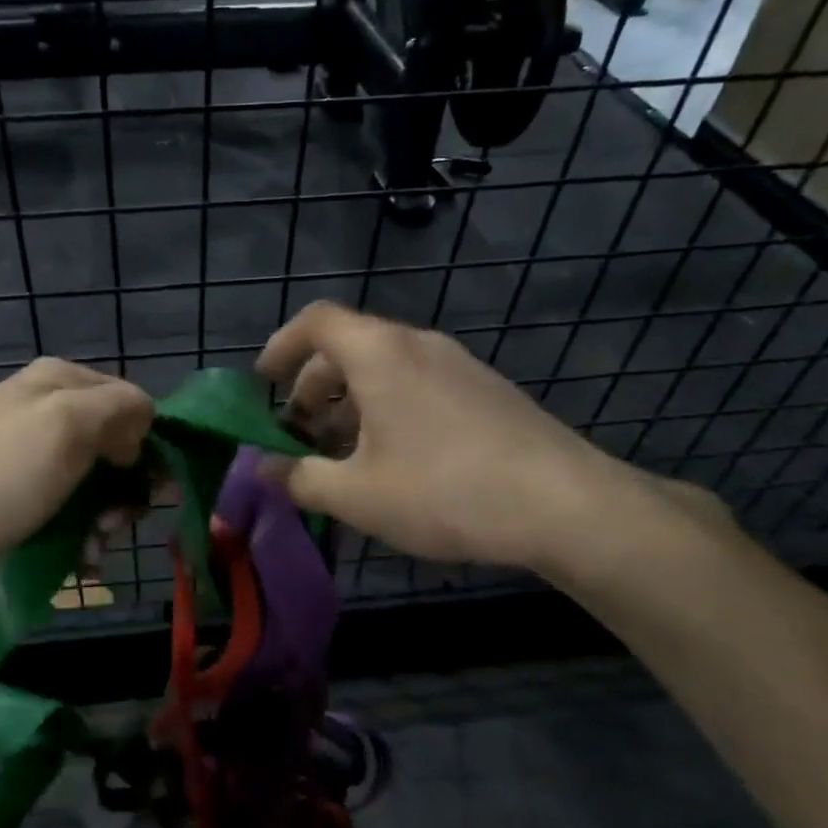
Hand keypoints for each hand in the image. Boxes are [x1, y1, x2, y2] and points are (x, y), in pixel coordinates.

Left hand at [0, 358, 153, 586]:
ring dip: (99, 519)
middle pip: (113, 446)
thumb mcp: (67, 428)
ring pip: (87, 480)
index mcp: (64, 381)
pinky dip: (71, 529)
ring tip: (89, 554)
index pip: (136, 407)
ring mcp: (21, 445)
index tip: (142, 495)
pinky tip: (72, 559)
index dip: (148, 450)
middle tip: (109, 528)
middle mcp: (45, 405)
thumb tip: (143, 425)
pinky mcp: (3, 483)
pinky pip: (56, 501)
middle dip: (121, 492)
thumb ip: (120, 410)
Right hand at [257, 302, 676, 573]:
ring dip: (349, 405)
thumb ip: (301, 478)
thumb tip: (263, 470)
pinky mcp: (484, 391)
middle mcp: (418, 345)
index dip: (280, 346)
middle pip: (347, 347)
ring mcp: (457, 365)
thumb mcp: (358, 495)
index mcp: (380, 354)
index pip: (316, 322)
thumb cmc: (445, 491)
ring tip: (339, 457)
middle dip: (311, 389)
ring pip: (384, 370)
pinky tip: (391, 462)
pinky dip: (386, 411)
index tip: (262, 385)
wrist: (566, 505)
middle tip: (297, 436)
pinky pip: (417, 385)